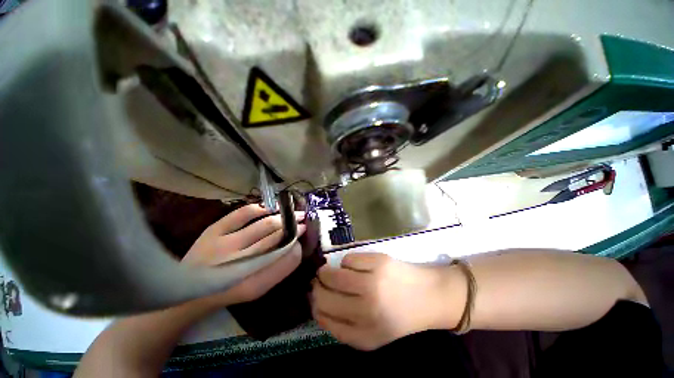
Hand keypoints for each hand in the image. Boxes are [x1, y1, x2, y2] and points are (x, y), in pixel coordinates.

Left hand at [183, 204, 306, 305]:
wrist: (189, 290)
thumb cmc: (229, 289)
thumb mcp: (256, 289)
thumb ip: (278, 271)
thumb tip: (295, 247)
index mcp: (252, 282)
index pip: (285, 256)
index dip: (296, 240)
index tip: (304, 231)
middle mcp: (240, 262)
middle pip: (276, 236)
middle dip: (293, 226)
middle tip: (303, 218)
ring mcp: (225, 244)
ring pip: (264, 225)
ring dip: (282, 217)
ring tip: (292, 212)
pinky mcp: (213, 231)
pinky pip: (242, 214)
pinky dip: (259, 208)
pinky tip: (269, 208)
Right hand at [311, 253, 462, 349]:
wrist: (430, 296)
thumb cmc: (399, 316)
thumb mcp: (371, 334)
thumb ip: (343, 327)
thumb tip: (317, 306)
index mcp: (364, 335)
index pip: (324, 319)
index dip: (315, 305)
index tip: (315, 298)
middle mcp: (366, 310)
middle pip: (324, 295)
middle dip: (316, 287)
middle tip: (320, 282)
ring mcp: (372, 283)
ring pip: (332, 274)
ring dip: (326, 272)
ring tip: (332, 271)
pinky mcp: (378, 262)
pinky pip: (347, 259)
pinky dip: (346, 262)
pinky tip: (354, 266)